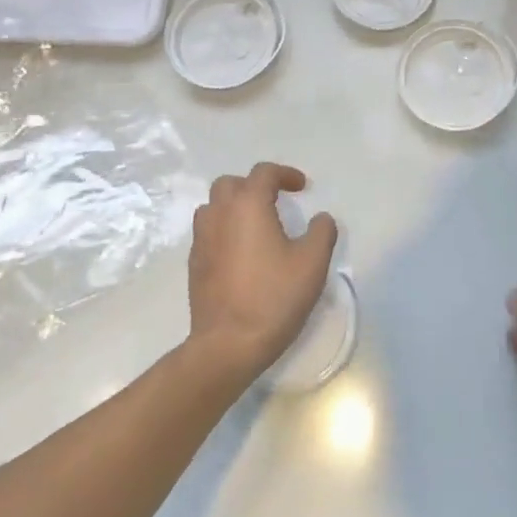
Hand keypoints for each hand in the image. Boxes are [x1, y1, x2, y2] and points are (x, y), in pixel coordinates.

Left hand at [186, 163, 337, 381]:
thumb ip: (322, 232)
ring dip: (234, 206)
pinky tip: (241, 252)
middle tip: (276, 201)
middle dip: (254, 185)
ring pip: (214, 206)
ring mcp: (201, 239)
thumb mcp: (312, 263)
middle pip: (231, 183)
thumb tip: (320, 218)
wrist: (228, 344)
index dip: (285, 174)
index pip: (264, 173)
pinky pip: (208, 231)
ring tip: (256, 224)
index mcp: (248, 205)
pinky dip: (224, 229)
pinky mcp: (194, 263)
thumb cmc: (273, 297)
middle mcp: (219, 214)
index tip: (302, 187)